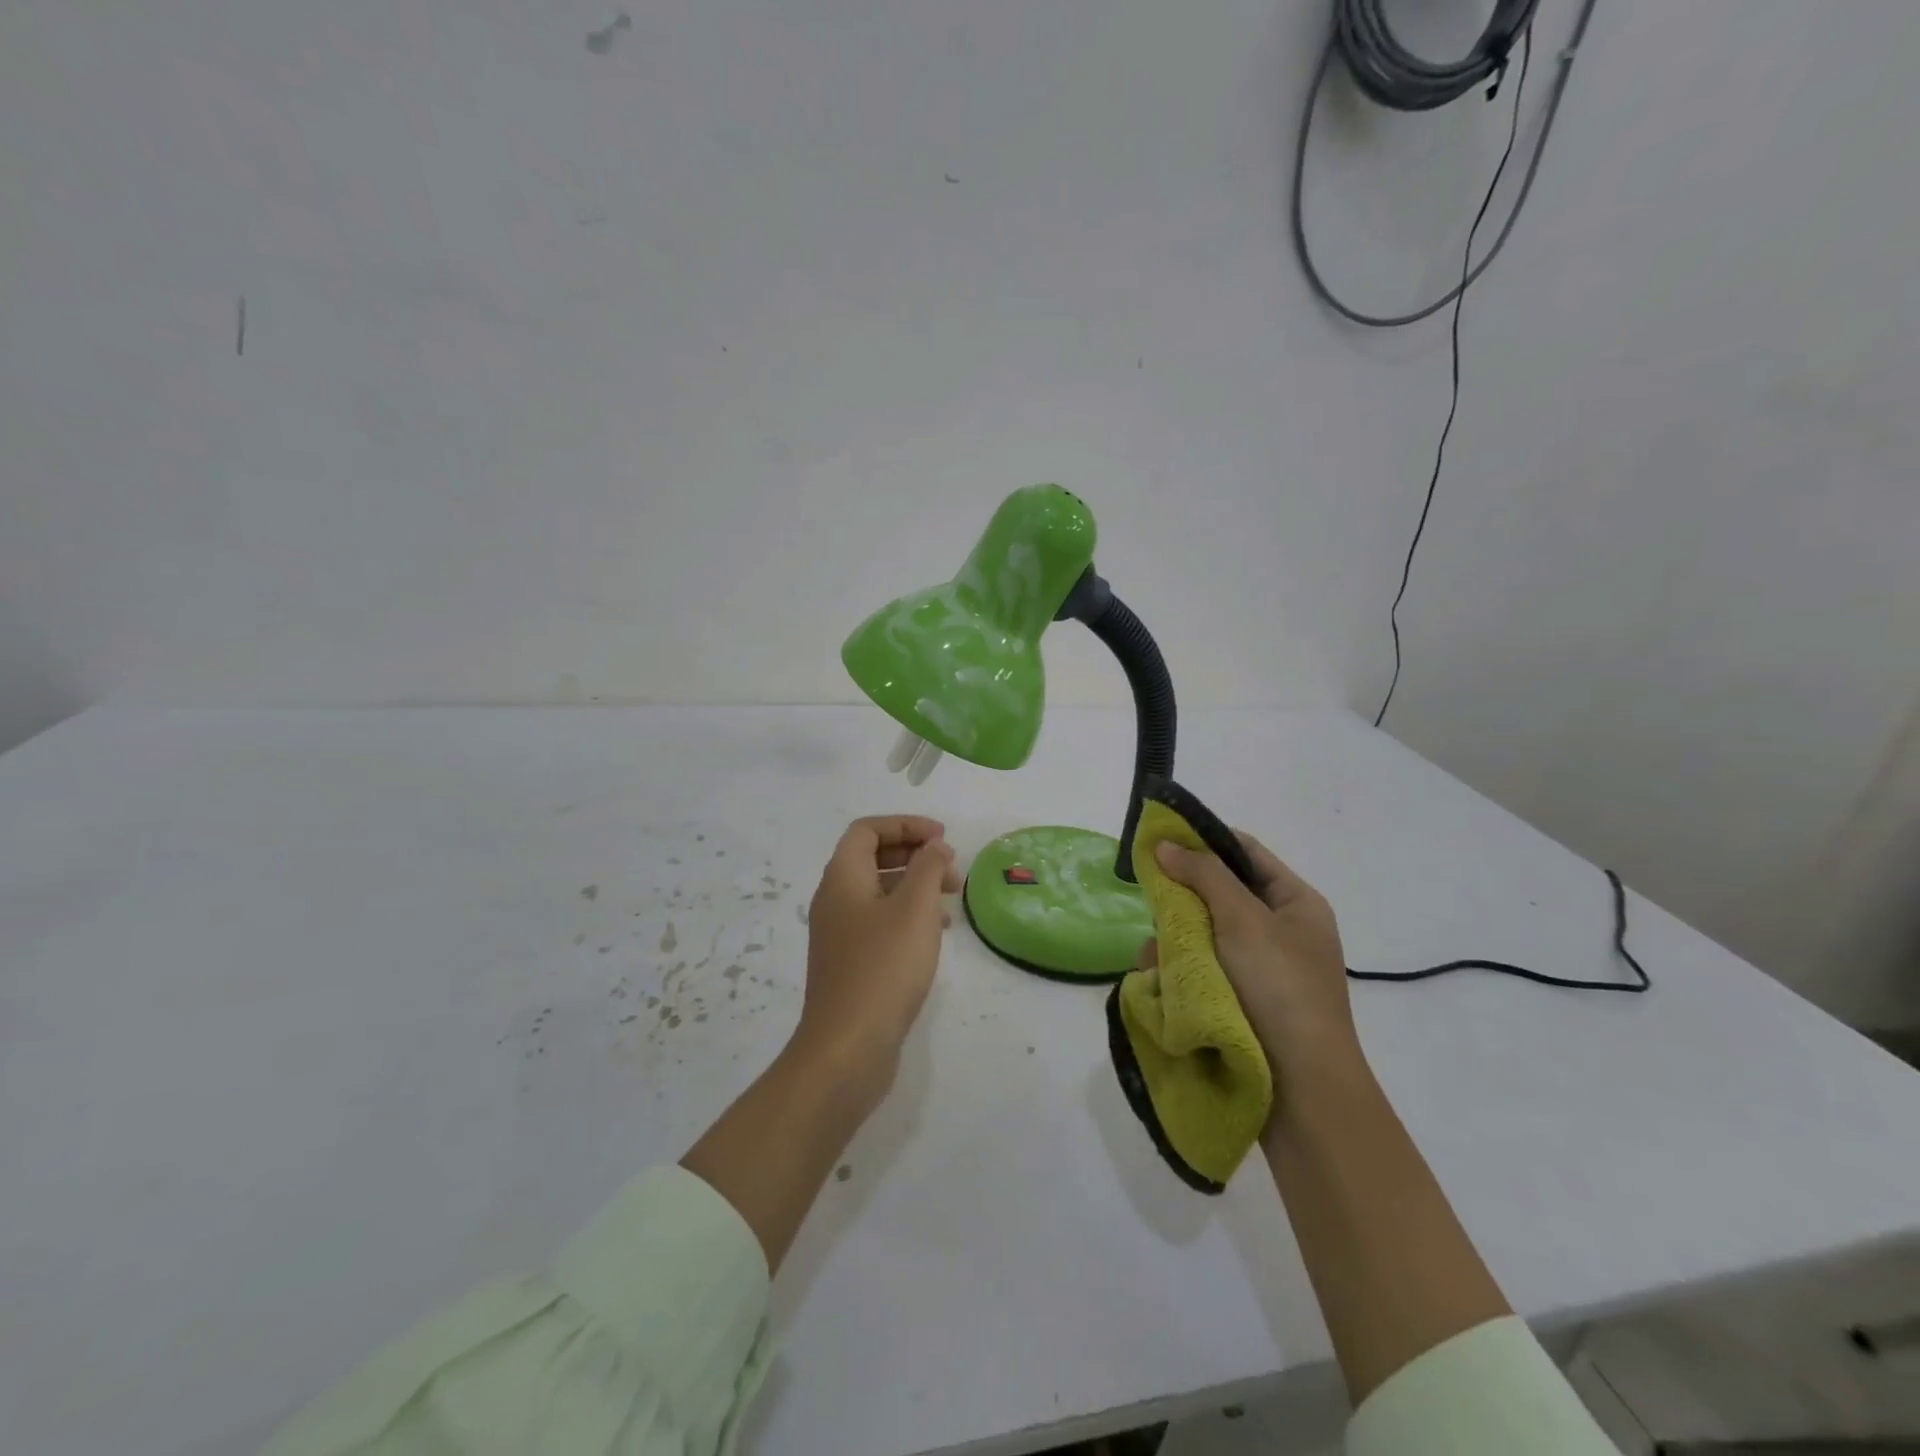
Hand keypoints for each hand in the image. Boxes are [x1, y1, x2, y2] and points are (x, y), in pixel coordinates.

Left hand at [798, 815, 959, 1086]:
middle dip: (914, 854)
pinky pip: (880, 921)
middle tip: (952, 867)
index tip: (942, 838)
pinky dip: (909, 915)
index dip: (905, 825)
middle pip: (872, 857)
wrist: (847, 1048)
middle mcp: (834, 899)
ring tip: (952, 897)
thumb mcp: (914, 909)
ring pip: (879, 891)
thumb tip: (934, 846)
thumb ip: (927, 868)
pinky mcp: (850, 963)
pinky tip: (937, 932)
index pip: (867, 830)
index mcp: (842, 878)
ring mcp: (840, 933)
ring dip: (915, 884)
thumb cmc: (883, 968)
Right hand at [1148, 831, 1362, 1078]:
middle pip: (1219, 893)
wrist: (1303, 1091)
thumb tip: (1165, 844)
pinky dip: (1178, 971)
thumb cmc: (1280, 989)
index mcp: (1296, 903)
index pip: (1244, 852)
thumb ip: (1204, 875)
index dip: (1203, 840)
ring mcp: (1260, 969)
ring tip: (1155, 959)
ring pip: (1203, 934)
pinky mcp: (1240, 1001)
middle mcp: (1280, 931)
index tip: (1159, 838)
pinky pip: (1200, 970)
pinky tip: (1158, 981)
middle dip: (1182, 899)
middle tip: (1154, 902)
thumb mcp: (1244, 920)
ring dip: (1175, 940)